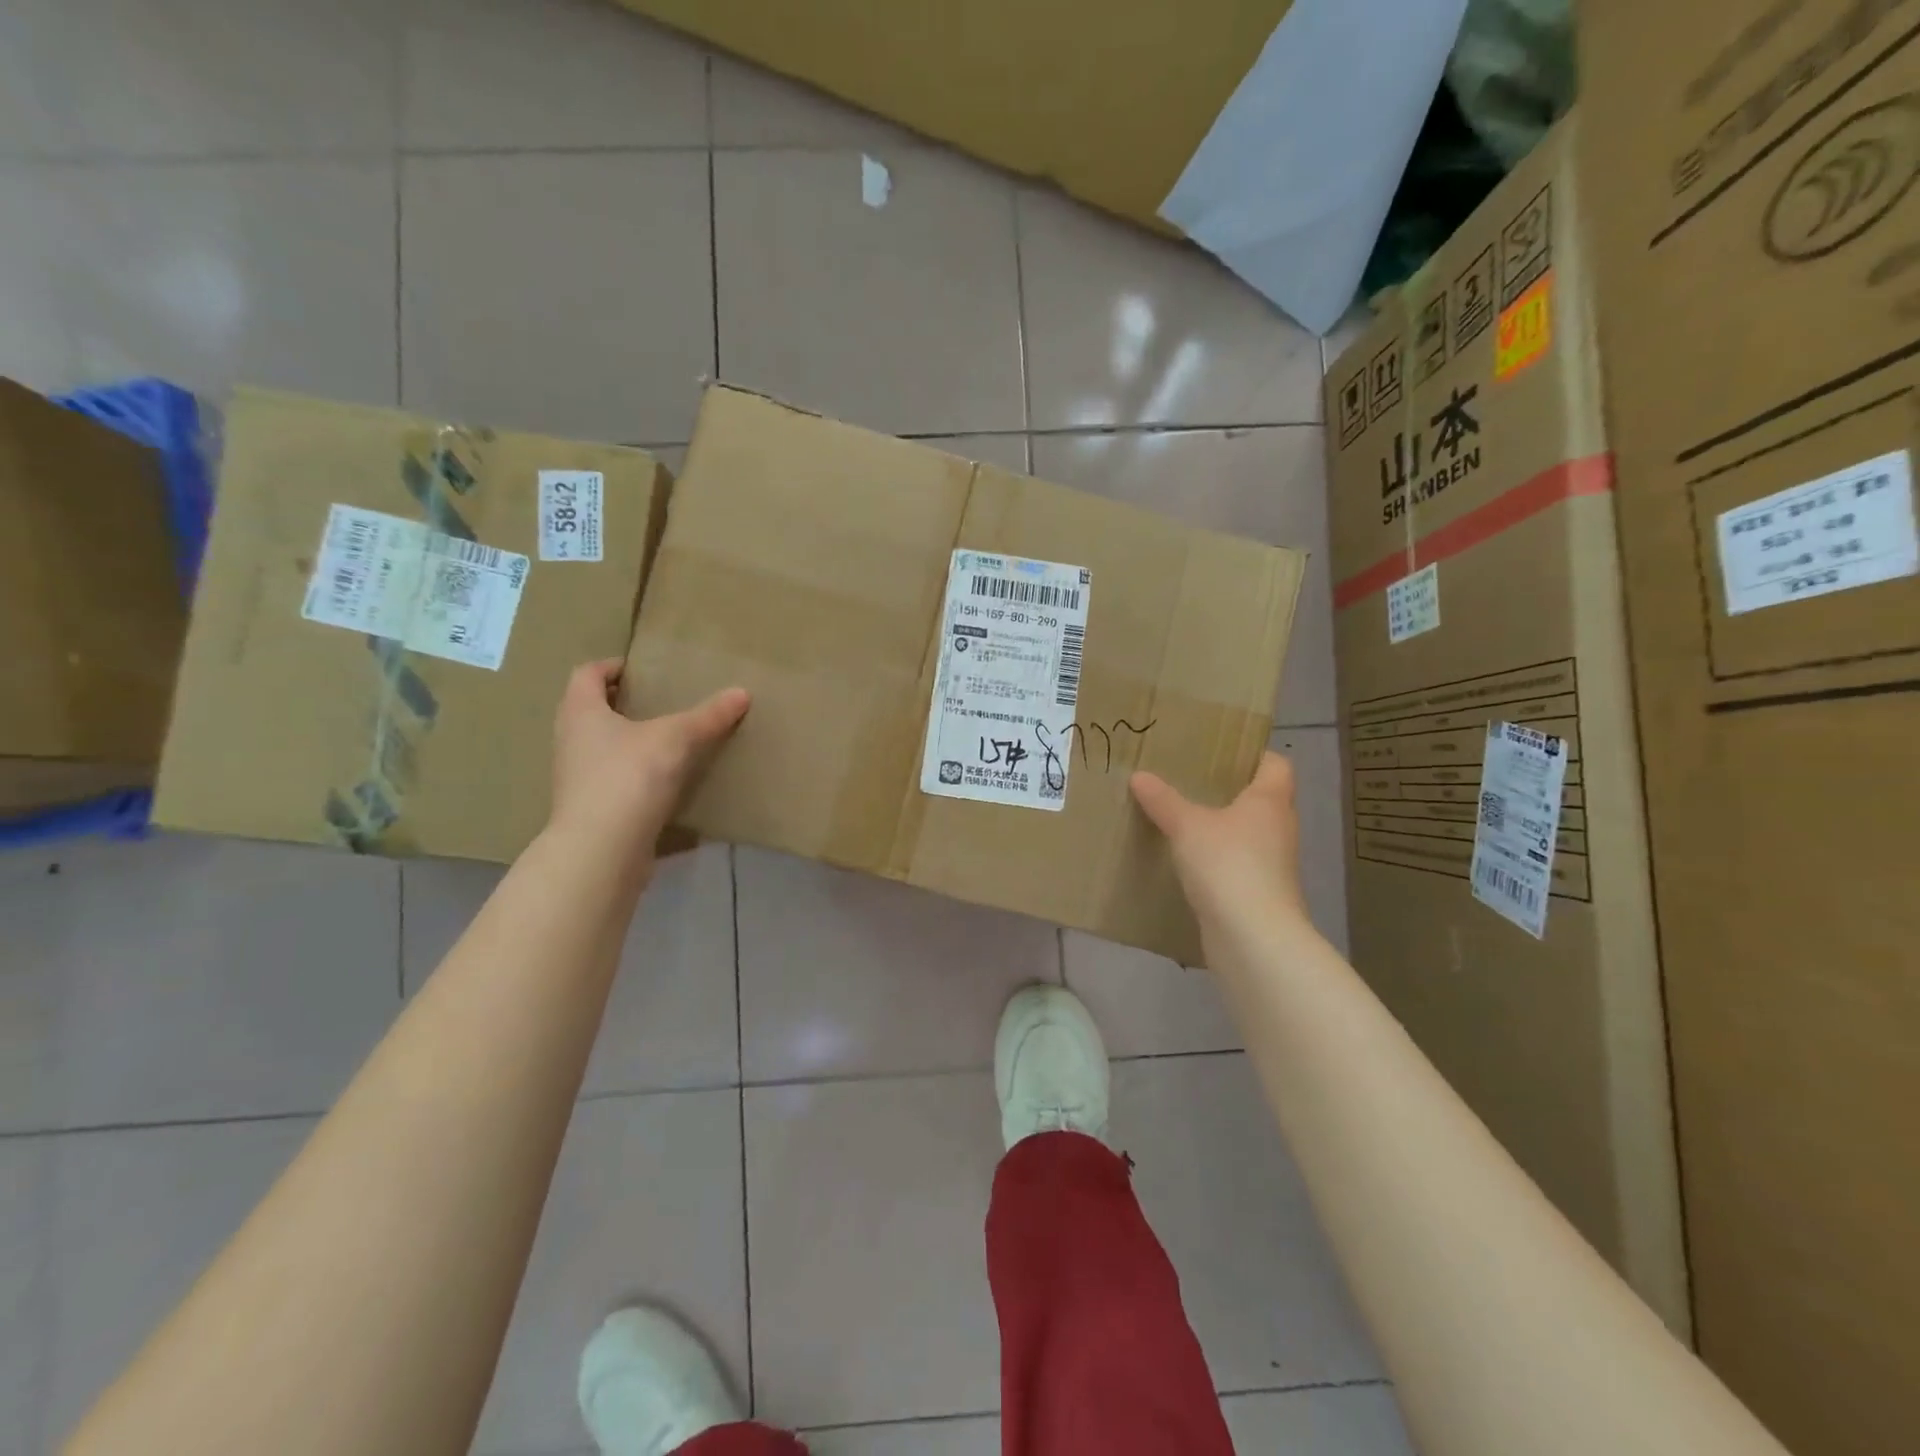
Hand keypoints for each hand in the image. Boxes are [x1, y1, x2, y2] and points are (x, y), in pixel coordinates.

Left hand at [549, 660, 749, 871]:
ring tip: (666, 739)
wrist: (602, 850)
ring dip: (627, 739)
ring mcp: (577, 778)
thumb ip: (708, 717)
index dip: (610, 666)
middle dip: (620, 703)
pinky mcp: (592, 809)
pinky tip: (665, 780)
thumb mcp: (676, 739)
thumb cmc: (628, 777)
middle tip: (657, 700)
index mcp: (581, 712)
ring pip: (601, 746)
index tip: (640, 669)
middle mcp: (571, 740)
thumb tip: (742, 693)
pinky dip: (634, 773)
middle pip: (590, 710)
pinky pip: (613, 779)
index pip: (586, 674)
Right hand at [1131, 753, 1309, 928]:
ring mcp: (1272, 864)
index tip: (1219, 752)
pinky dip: (1215, 860)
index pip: (1275, 764)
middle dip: (1227, 791)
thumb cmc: (1228, 864)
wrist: (1252, 937)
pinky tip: (1184, 861)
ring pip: (1246, 834)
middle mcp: (1278, 828)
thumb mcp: (1187, 826)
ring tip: (1180, 818)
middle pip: (1259, 799)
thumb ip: (1163, 800)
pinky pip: (1235, 865)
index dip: (1253, 754)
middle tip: (1188, 781)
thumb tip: (1139, 776)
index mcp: (1270, 801)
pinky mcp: (1258, 894)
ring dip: (1220, 828)